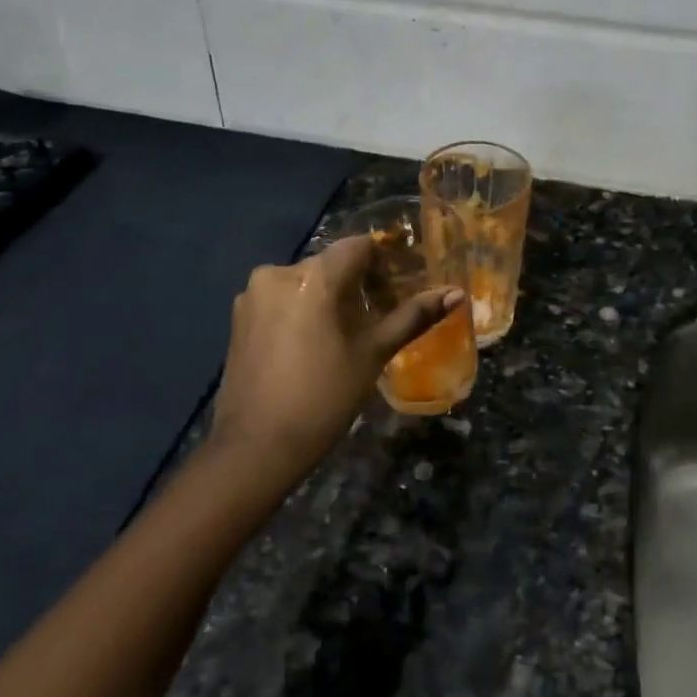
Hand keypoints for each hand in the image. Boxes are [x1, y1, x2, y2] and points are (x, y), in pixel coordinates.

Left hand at [208, 237, 463, 485]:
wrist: (255, 448)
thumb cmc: (323, 397)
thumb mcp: (373, 354)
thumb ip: (413, 316)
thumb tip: (457, 294)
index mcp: (313, 277)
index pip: (358, 247)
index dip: (383, 260)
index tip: (401, 282)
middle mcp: (277, 272)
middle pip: (330, 264)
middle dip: (358, 282)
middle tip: (381, 312)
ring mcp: (252, 295)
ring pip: (305, 282)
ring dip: (328, 297)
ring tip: (347, 332)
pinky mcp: (239, 318)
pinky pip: (281, 299)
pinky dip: (302, 310)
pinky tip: (312, 343)